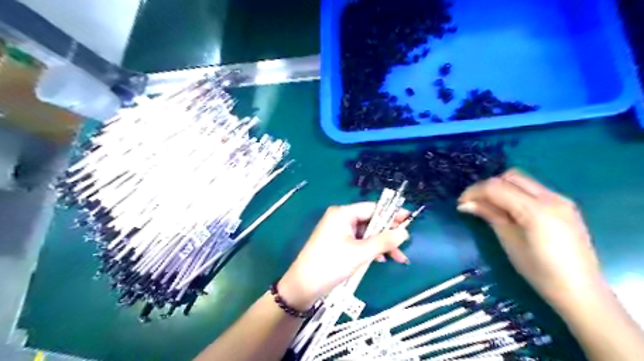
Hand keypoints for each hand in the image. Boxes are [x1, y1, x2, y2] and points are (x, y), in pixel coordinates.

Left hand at [280, 203, 409, 309]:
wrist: (303, 286)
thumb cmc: (330, 265)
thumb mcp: (360, 253)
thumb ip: (383, 241)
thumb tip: (404, 232)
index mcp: (343, 213)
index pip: (372, 208)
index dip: (392, 214)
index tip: (409, 219)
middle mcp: (340, 218)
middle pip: (370, 221)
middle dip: (387, 234)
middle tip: (405, 244)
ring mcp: (338, 231)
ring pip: (366, 233)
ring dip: (381, 244)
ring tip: (398, 258)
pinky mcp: (338, 243)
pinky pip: (358, 242)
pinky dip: (370, 249)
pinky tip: (380, 260)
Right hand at [455, 170, 601, 306]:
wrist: (580, 290)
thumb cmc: (539, 271)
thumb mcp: (509, 241)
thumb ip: (489, 215)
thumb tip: (465, 204)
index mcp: (535, 210)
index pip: (496, 187)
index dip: (474, 191)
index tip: (461, 203)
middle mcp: (550, 197)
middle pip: (510, 177)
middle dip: (488, 186)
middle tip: (475, 203)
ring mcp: (561, 199)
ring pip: (523, 180)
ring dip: (502, 187)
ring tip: (490, 205)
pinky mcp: (564, 205)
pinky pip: (533, 189)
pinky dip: (516, 192)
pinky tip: (510, 209)